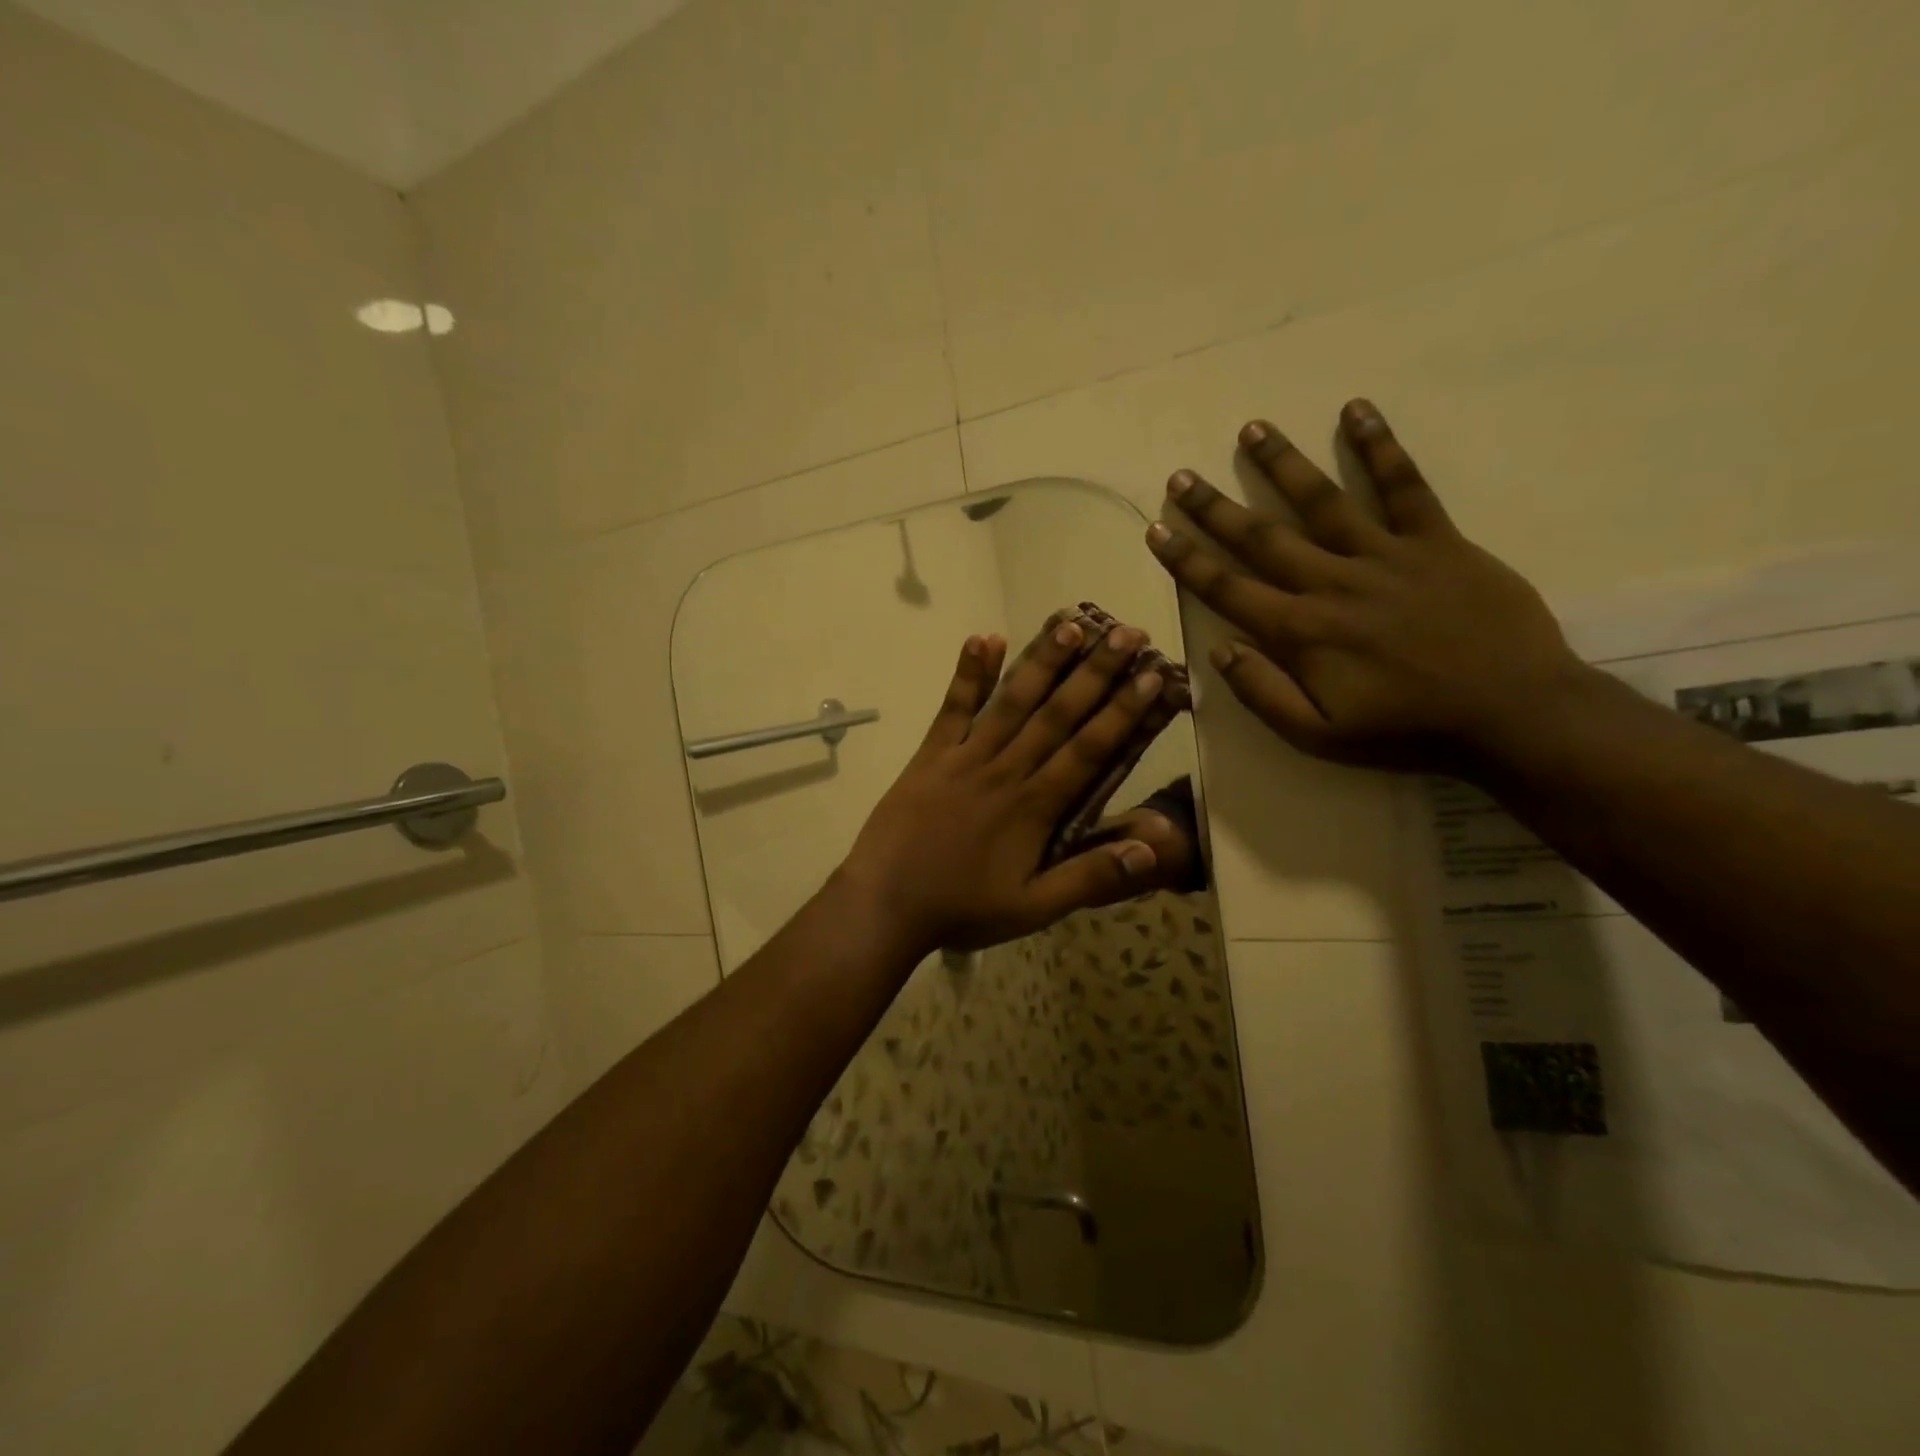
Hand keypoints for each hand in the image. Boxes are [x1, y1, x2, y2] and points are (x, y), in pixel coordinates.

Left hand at [838, 618, 1170, 954]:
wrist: (884, 904)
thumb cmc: (962, 908)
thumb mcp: (1033, 908)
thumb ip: (1090, 877)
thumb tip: (1152, 849)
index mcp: (1035, 807)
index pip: (1089, 749)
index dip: (1123, 712)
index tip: (1151, 676)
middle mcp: (1005, 770)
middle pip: (1057, 714)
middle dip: (1095, 672)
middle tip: (1127, 633)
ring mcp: (965, 757)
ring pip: (1012, 702)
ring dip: (1042, 661)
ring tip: (1070, 623)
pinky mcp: (930, 754)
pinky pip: (953, 708)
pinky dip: (968, 673)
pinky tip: (983, 637)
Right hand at [1146, 398, 1587, 772]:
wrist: (1511, 712)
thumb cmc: (1406, 730)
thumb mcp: (1319, 735)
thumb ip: (1263, 693)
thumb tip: (1219, 651)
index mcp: (1301, 631)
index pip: (1227, 588)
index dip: (1186, 559)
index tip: (1156, 528)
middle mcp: (1332, 582)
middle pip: (1262, 537)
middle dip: (1215, 507)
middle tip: (1181, 476)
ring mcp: (1386, 555)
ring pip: (1323, 501)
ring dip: (1282, 464)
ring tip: (1252, 429)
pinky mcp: (1437, 541)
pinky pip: (1405, 486)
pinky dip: (1380, 447)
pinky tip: (1356, 410)